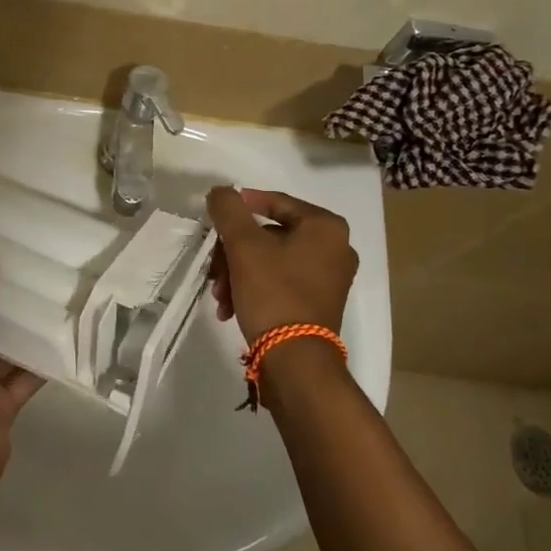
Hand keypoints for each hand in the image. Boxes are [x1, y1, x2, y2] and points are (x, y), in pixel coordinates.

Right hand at [205, 187, 357, 344]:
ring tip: (220, 296)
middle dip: (234, 252)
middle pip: (269, 235)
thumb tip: (221, 192)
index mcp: (325, 227)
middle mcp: (336, 248)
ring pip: (271, 261)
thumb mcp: (244, 245)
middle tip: (214, 269)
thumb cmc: (273, 292)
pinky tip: (231, 308)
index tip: (215, 216)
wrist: (295, 358)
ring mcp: (330, 278)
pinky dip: (254, 289)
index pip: (275, 202)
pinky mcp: (320, 303)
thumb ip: (229, 210)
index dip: (241, 206)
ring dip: (238, 274)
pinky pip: (281, 282)